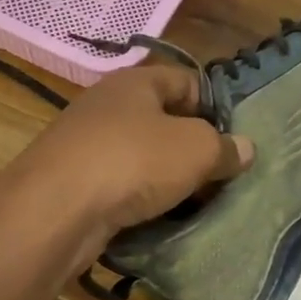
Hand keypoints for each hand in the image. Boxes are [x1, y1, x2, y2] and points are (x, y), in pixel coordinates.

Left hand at [0, 65, 253, 258]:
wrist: (55, 210)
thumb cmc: (133, 161)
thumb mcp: (196, 149)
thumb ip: (225, 147)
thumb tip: (245, 149)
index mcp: (136, 82)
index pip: (186, 80)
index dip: (214, 105)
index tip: (235, 137)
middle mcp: (108, 105)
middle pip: (163, 119)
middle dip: (192, 146)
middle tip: (220, 174)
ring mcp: (86, 143)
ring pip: (140, 155)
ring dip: (166, 176)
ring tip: (195, 201)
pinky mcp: (73, 181)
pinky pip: (119, 184)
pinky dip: (139, 199)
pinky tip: (158, 218)